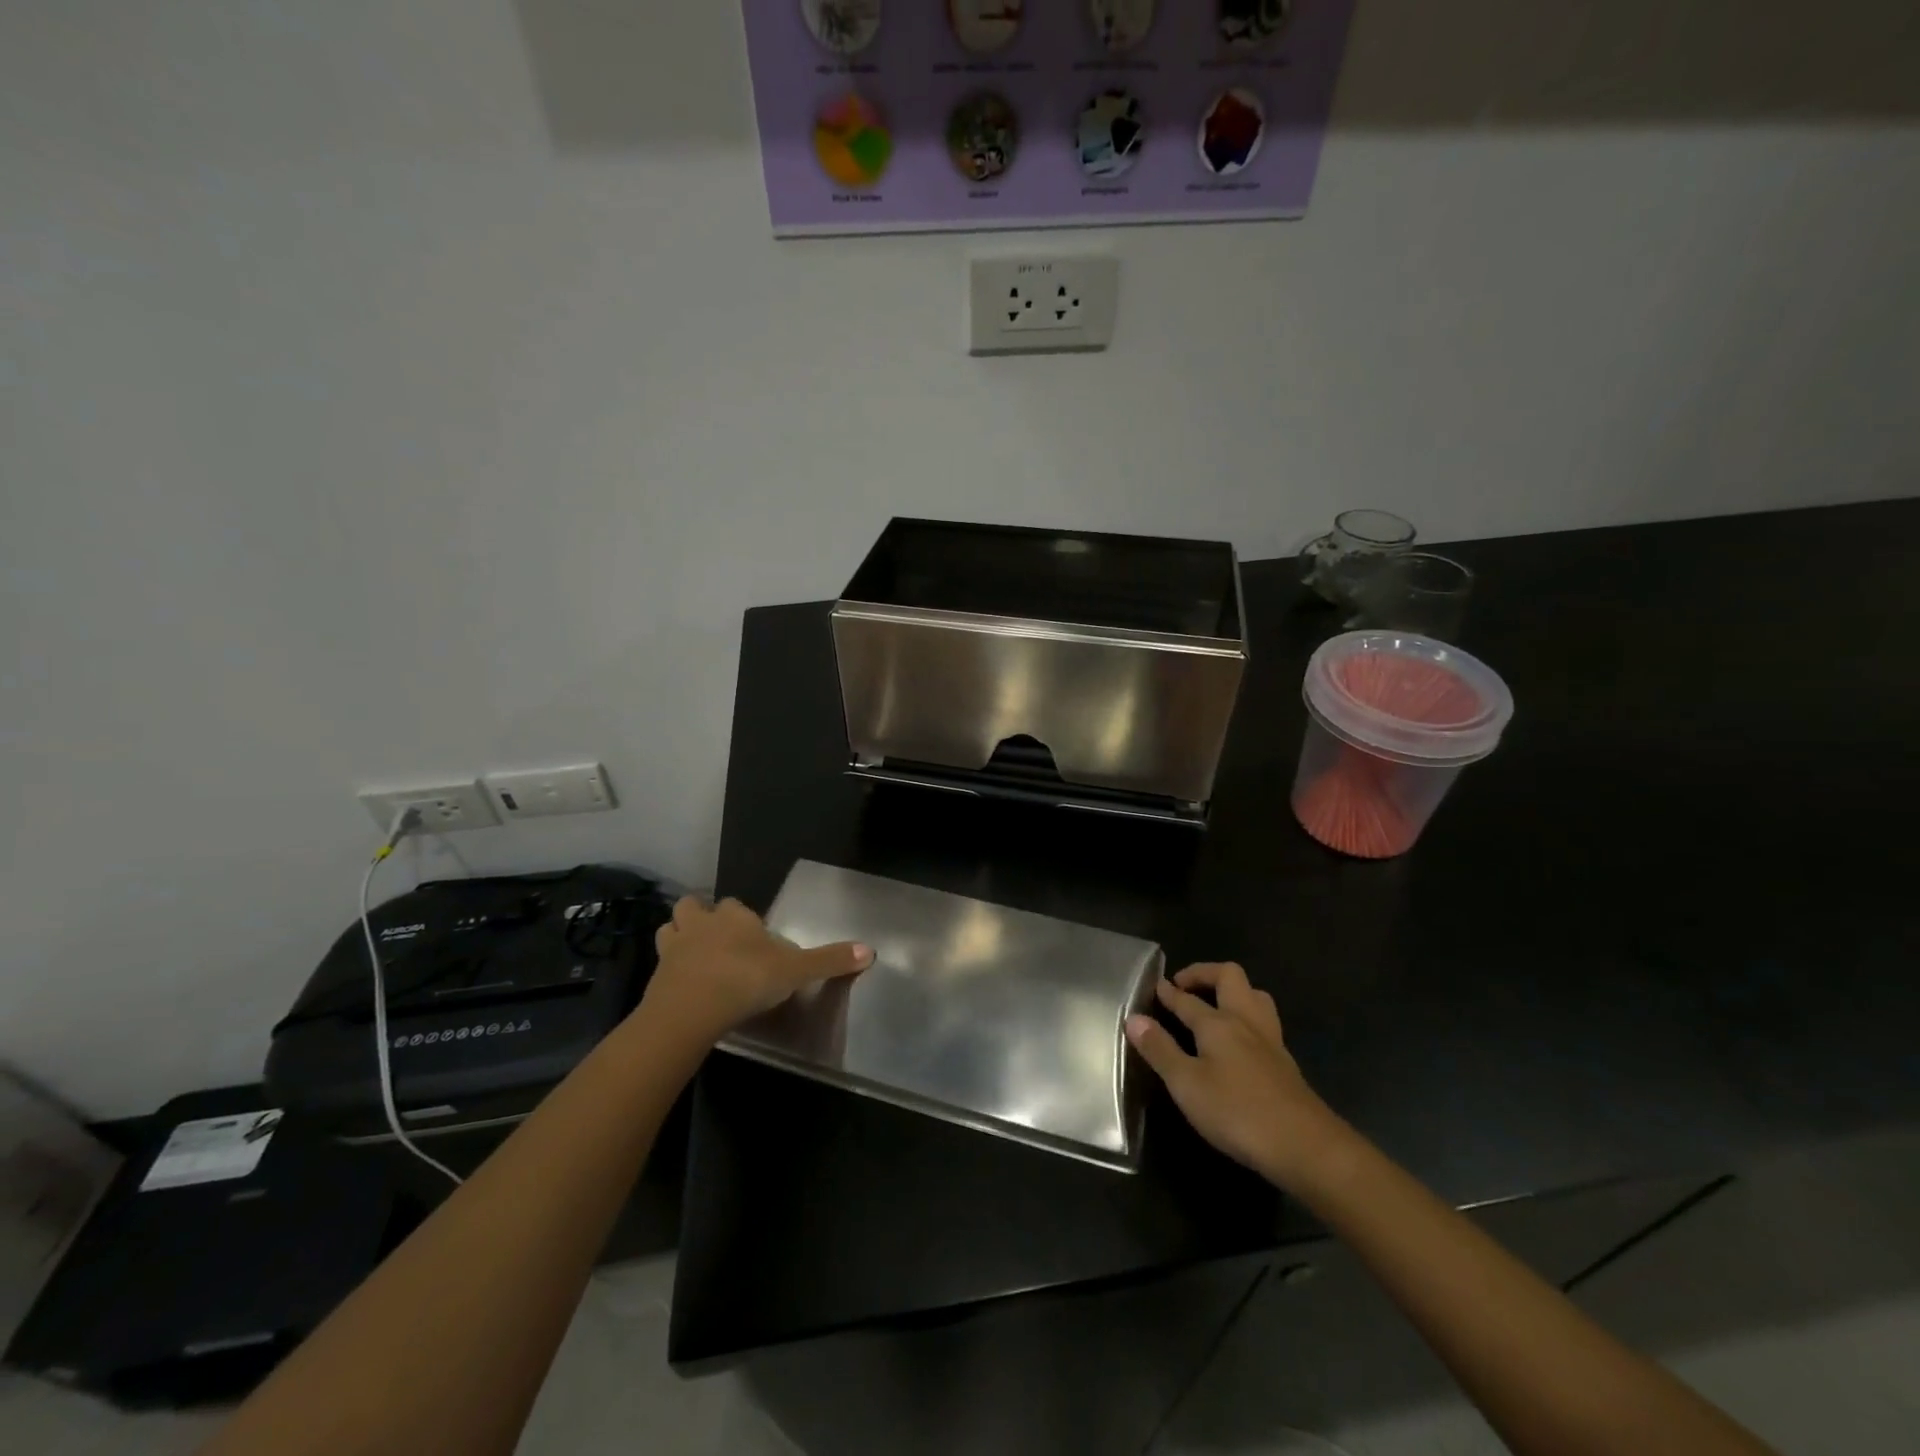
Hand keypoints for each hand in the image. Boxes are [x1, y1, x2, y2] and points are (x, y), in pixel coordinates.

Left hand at [640, 896, 871, 1047]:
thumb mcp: (795, 971)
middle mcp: (702, 924)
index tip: (753, 938)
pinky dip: (670, 970)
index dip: (743, 918)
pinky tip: (682, 984)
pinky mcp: (656, 976)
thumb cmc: (745, 980)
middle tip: (716, 939)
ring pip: (670, 929)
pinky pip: (661, 965)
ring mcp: (674, 949)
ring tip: (694, 955)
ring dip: (679, 937)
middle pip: (694, 907)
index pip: (737, 906)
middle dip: (702, 917)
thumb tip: (870, 950)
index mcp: (735, 918)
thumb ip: (828, 961)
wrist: (690, 1011)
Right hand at [1126, 962, 1347, 1190]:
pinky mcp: (1285, 1063)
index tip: (1154, 985)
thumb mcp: (1186, 1084)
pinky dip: (1246, 1017)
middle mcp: (1245, 1021)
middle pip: (1229, 978)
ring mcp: (1270, 1040)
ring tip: (1214, 1005)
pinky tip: (1239, 1041)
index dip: (1168, 992)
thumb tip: (1134, 1018)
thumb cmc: (1237, 1112)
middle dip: (1205, 974)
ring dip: (1232, 992)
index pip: (1186, 999)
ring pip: (1254, 996)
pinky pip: (1264, 1022)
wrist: (1305, 1146)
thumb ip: (1160, 1050)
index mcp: (1218, 1023)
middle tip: (1184, 987)